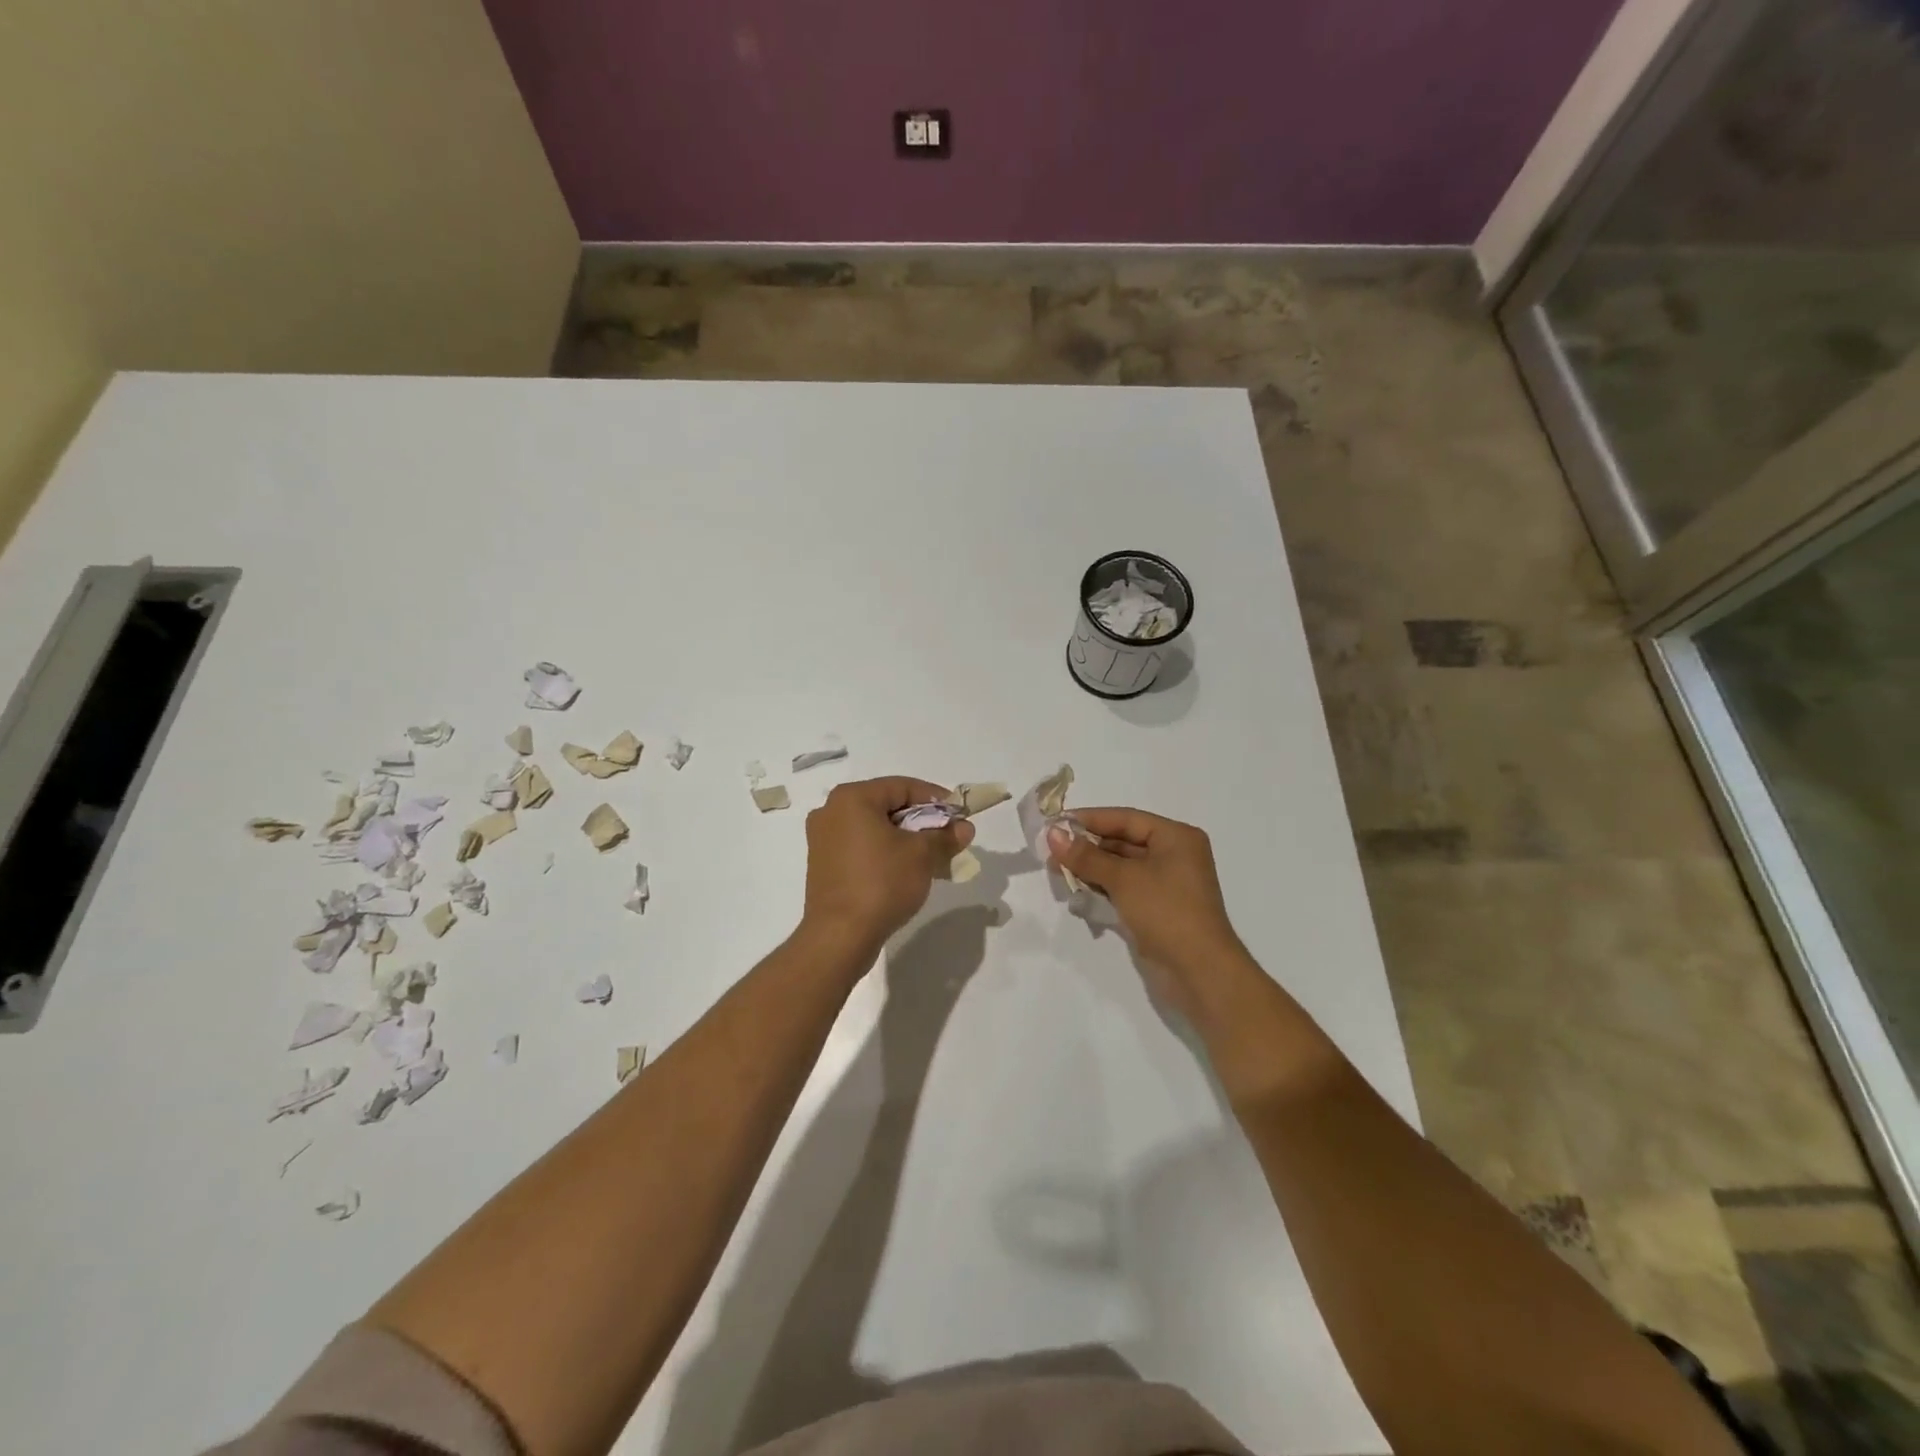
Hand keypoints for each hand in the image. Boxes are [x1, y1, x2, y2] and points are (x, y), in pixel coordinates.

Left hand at [801, 777, 975, 958]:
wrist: (840, 936)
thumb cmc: (882, 883)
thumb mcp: (922, 855)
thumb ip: (945, 836)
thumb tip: (965, 828)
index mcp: (852, 798)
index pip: (903, 786)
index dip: (936, 799)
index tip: (959, 815)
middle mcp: (831, 811)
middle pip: (887, 806)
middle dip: (922, 821)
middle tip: (948, 837)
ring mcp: (823, 839)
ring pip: (874, 828)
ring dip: (905, 838)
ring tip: (932, 857)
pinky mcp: (823, 865)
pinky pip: (861, 847)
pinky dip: (885, 852)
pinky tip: (906, 870)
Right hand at [1047, 808, 1246, 993]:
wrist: (1200, 971)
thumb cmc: (1166, 911)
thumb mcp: (1123, 879)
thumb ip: (1086, 856)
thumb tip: (1052, 834)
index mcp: (1176, 837)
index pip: (1126, 819)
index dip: (1090, 819)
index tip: (1056, 823)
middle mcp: (1175, 855)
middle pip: (1123, 841)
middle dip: (1087, 846)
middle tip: (1051, 850)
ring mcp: (1167, 884)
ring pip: (1122, 867)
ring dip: (1091, 869)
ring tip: (1057, 871)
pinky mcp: (1158, 908)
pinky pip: (1125, 888)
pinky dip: (1103, 888)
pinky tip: (1077, 892)